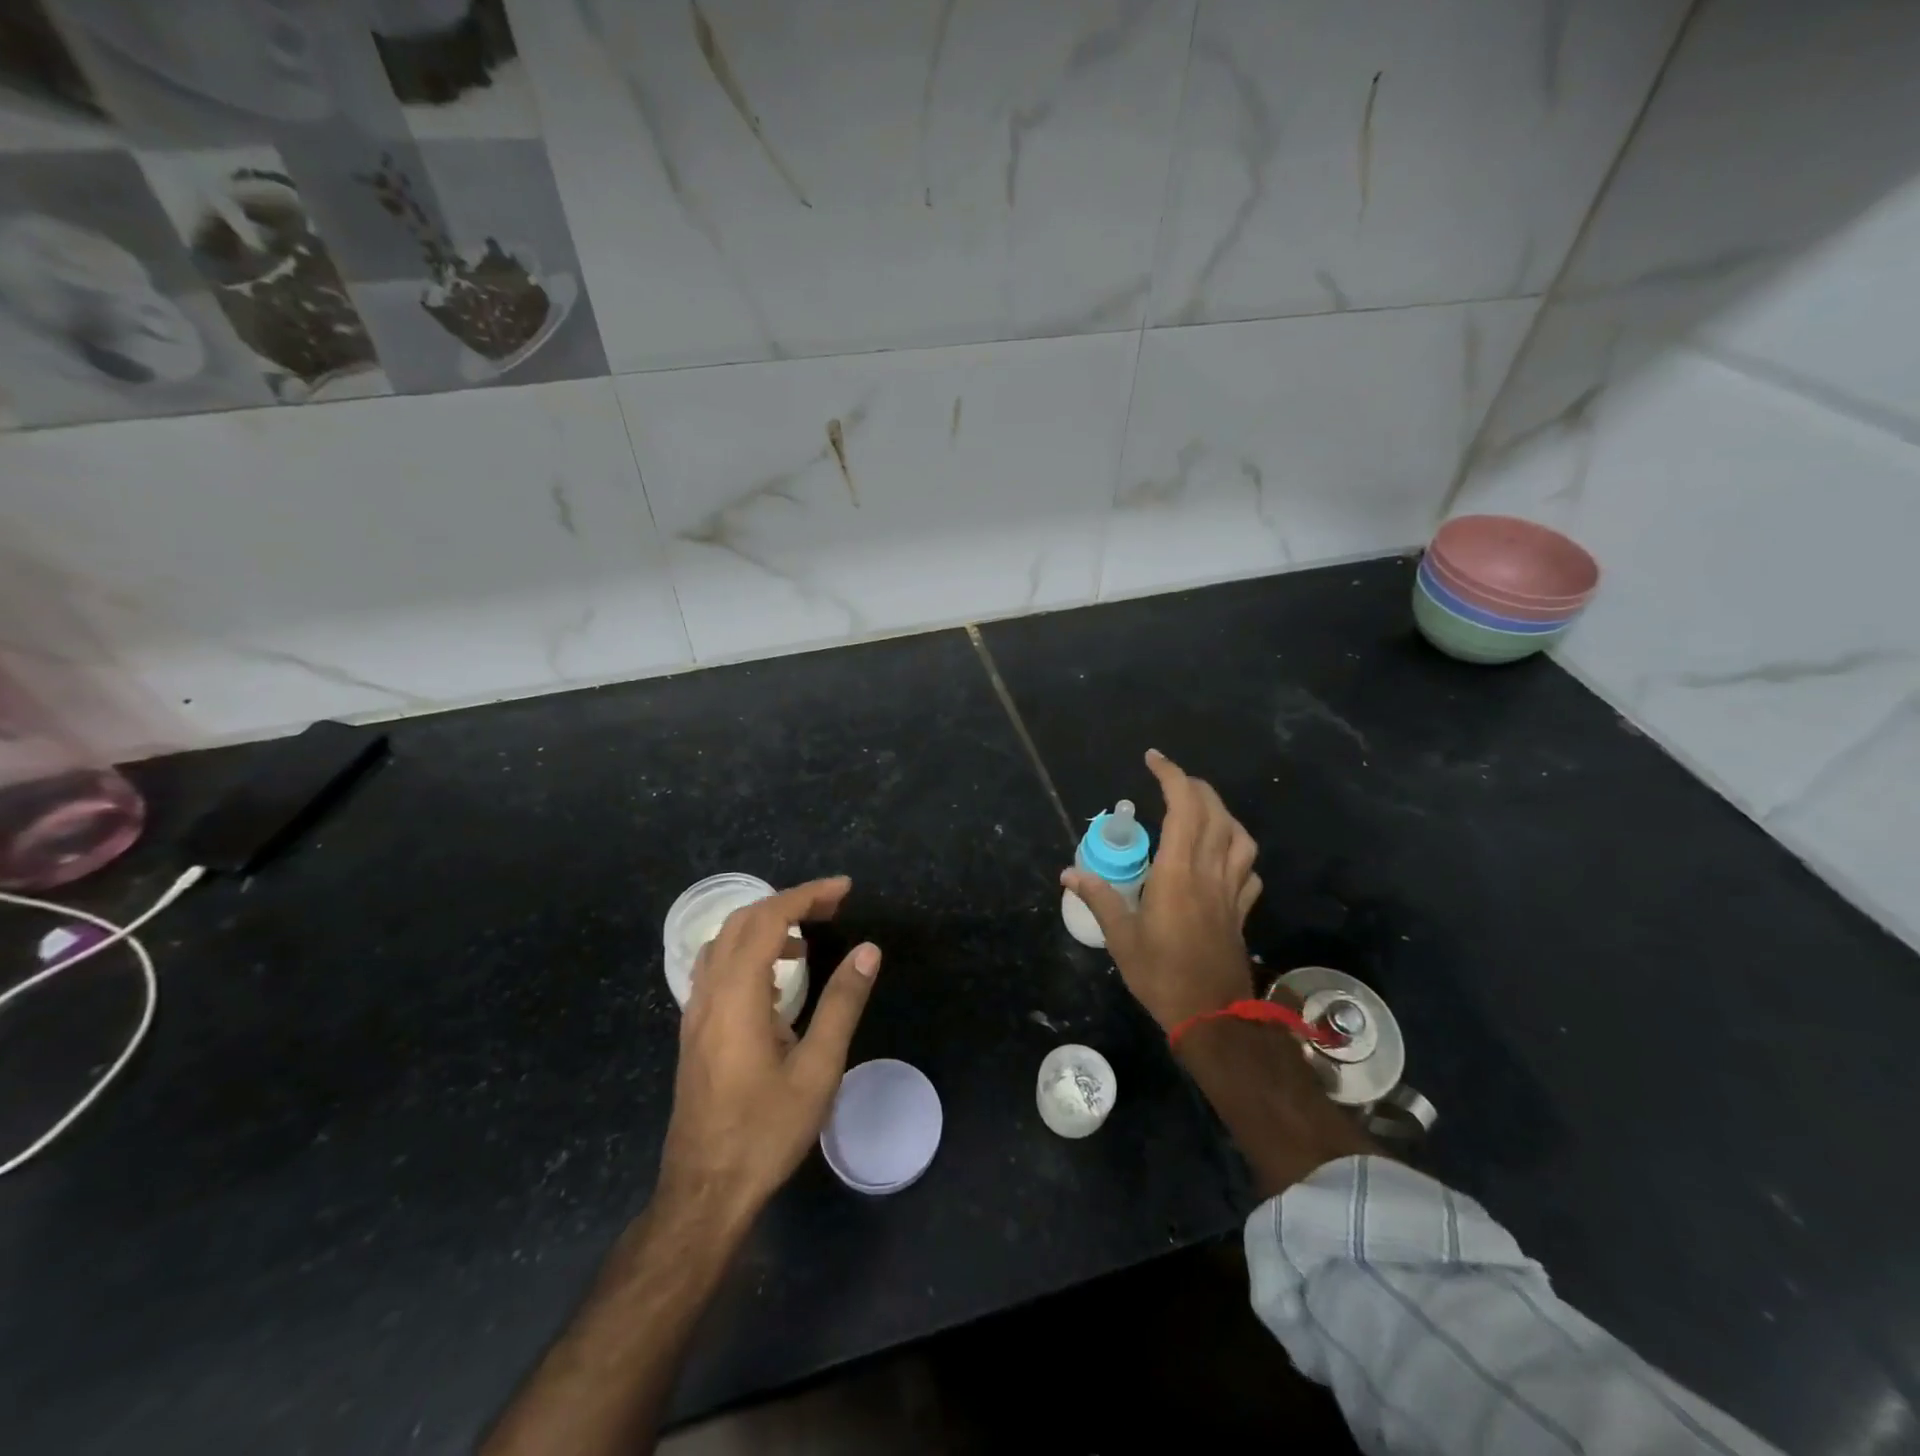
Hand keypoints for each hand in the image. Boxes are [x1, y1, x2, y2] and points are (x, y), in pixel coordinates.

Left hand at [659, 876, 880, 1220]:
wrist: (704, 1191)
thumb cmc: (766, 1130)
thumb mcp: (818, 1068)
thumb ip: (842, 1003)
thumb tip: (868, 950)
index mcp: (738, 994)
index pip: (769, 919)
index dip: (807, 895)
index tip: (844, 890)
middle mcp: (709, 993)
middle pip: (743, 922)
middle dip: (788, 903)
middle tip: (832, 908)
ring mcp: (696, 1013)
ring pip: (724, 943)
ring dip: (765, 926)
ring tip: (806, 941)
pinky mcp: (694, 1032)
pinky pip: (717, 969)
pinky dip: (748, 953)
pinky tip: (776, 983)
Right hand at [1061, 750, 1260, 1031]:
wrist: (1213, 1017)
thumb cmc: (1162, 975)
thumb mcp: (1121, 938)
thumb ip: (1098, 898)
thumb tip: (1069, 873)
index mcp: (1178, 872)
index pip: (1183, 807)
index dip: (1171, 776)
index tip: (1153, 759)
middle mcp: (1209, 872)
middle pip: (1214, 813)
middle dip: (1194, 786)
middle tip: (1170, 779)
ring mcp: (1231, 890)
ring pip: (1238, 836)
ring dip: (1221, 812)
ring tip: (1200, 809)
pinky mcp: (1241, 910)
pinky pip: (1248, 869)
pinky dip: (1237, 850)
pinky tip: (1224, 855)